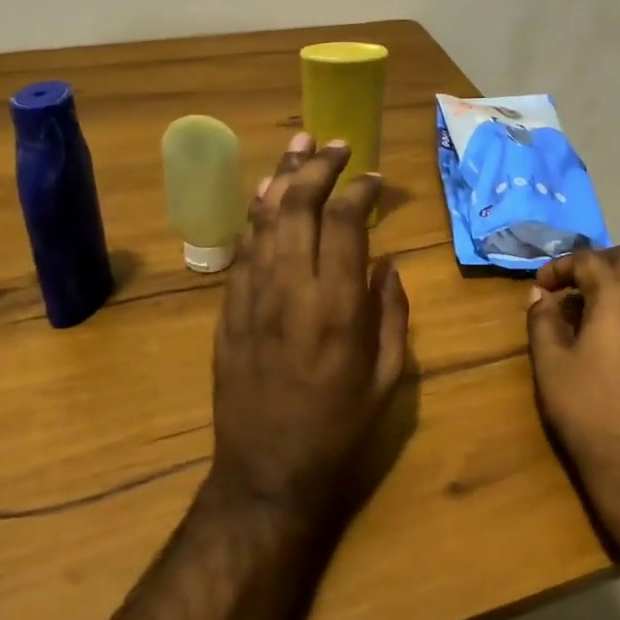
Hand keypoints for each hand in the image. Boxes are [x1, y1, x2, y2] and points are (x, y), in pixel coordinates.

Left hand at [204, 134, 410, 534]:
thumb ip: (391, 312)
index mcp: (337, 306)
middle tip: (336, 144)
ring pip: (264, 220)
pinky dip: (256, 216)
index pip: (345, 223)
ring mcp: (252, 297)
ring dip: (281, 177)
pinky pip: (242, 249)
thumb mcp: (388, 377)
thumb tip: (386, 263)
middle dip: (318, 166)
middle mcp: (291, 289)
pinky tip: (266, 195)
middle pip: (299, 206)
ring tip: (297, 144)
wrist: (267, 474)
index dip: (360, 191)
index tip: (375, 178)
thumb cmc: (340, 430)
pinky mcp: (228, 311)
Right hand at [526, 245, 619, 536]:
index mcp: (619, 298)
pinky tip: (606, 342)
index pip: (588, 260)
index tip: (539, 288)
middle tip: (570, 285)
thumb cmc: (589, 409)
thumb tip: (540, 296)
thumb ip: (543, 320)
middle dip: (597, 262)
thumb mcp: (551, 363)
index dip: (559, 267)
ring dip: (615, 286)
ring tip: (582, 315)